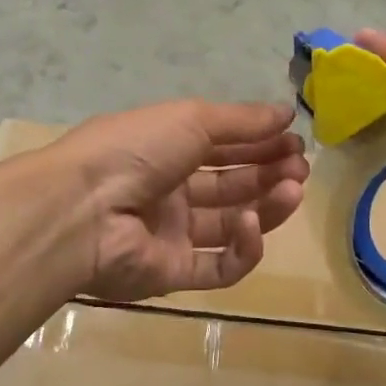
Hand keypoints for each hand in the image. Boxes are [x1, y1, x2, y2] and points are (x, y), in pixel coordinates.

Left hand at [47, 99, 308, 301]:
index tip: (295, 139)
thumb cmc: (137, 148)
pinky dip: (243, 247)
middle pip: (231, 184)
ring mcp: (171, 234)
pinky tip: (253, 225)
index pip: (223, 146)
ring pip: (231, 224)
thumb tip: (286, 111)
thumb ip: (242, 120)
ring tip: (293, 189)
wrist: (84, 208)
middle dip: (269, 172)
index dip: (260, 142)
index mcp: (167, 148)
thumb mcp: (192, 119)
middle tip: (301, 166)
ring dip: (266, 206)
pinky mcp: (173, 274)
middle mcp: (170, 190)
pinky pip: (218, 266)